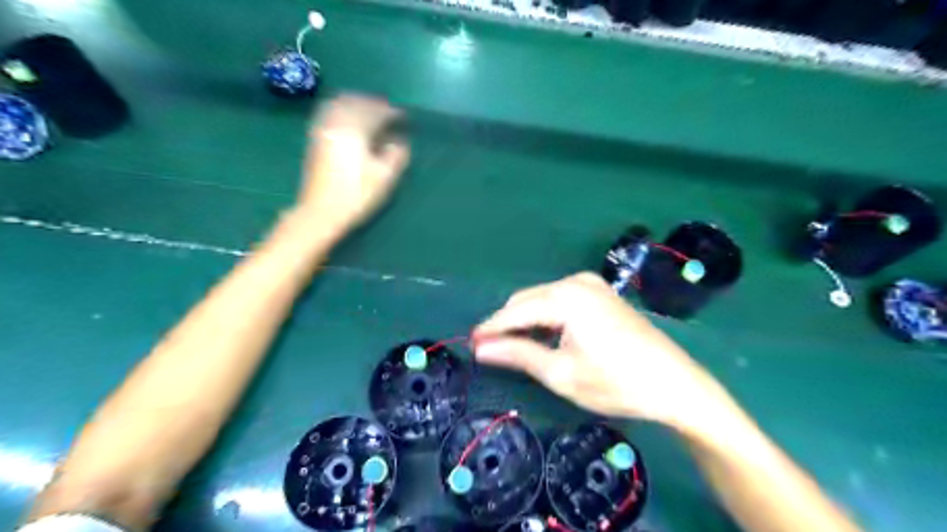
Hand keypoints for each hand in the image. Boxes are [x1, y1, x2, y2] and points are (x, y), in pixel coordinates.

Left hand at [298, 94, 408, 229]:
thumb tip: (399, 141)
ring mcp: (323, 130)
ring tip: (370, 113)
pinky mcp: (315, 139)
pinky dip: (342, 110)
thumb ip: (395, 154)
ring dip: (357, 104)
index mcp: (355, 130)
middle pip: (356, 102)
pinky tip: (349, 121)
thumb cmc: (356, 195)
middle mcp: (337, 123)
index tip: (404, 117)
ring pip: (340, 105)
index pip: (376, 112)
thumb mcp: (384, 178)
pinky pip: (329, 113)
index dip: (392, 112)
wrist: (320, 212)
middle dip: (374, 104)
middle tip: (388, 113)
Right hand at [473, 275, 725, 427]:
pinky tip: (545, 337)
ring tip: (514, 348)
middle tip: (491, 350)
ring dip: (526, 321)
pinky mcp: (602, 294)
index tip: (470, 343)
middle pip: (527, 300)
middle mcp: (576, 282)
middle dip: (508, 324)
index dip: (491, 328)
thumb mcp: (561, 373)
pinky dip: (546, 318)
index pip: (515, 311)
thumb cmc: (616, 382)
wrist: (675, 384)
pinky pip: (561, 301)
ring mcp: (592, 285)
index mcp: (566, 297)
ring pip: (543, 299)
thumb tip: (481, 348)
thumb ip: (518, 355)